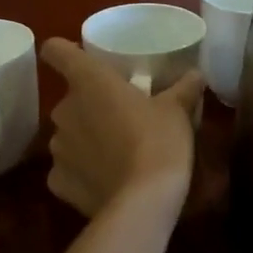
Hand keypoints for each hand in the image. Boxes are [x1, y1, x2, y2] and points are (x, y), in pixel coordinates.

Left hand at [39, 38, 204, 218]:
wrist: (143, 201)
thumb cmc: (158, 141)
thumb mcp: (178, 110)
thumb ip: (184, 87)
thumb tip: (196, 74)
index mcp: (89, 81)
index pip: (56, 50)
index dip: (63, 51)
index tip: (79, 59)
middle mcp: (64, 110)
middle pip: (70, 99)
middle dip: (90, 106)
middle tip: (119, 116)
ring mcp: (57, 148)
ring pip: (68, 135)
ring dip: (85, 139)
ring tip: (114, 151)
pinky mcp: (57, 181)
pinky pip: (67, 169)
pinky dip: (82, 172)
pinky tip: (105, 180)